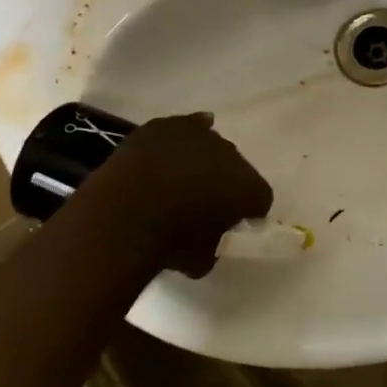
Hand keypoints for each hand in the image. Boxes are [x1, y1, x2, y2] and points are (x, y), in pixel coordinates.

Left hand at [87, 113, 271, 276]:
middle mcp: (232, 156)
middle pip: (237, 168)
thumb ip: (212, 246)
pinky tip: (176, 146)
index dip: (249, 211)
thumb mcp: (199, 261)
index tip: (236, 223)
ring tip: (184, 178)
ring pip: (211, 145)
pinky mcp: (168, 126)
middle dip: (225, 183)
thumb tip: (208, 242)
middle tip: (205, 203)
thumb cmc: (171, 242)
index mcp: (249, 189)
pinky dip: (184, 136)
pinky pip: (185, 126)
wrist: (126, 212)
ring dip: (203, 160)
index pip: (261, 198)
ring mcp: (199, 136)